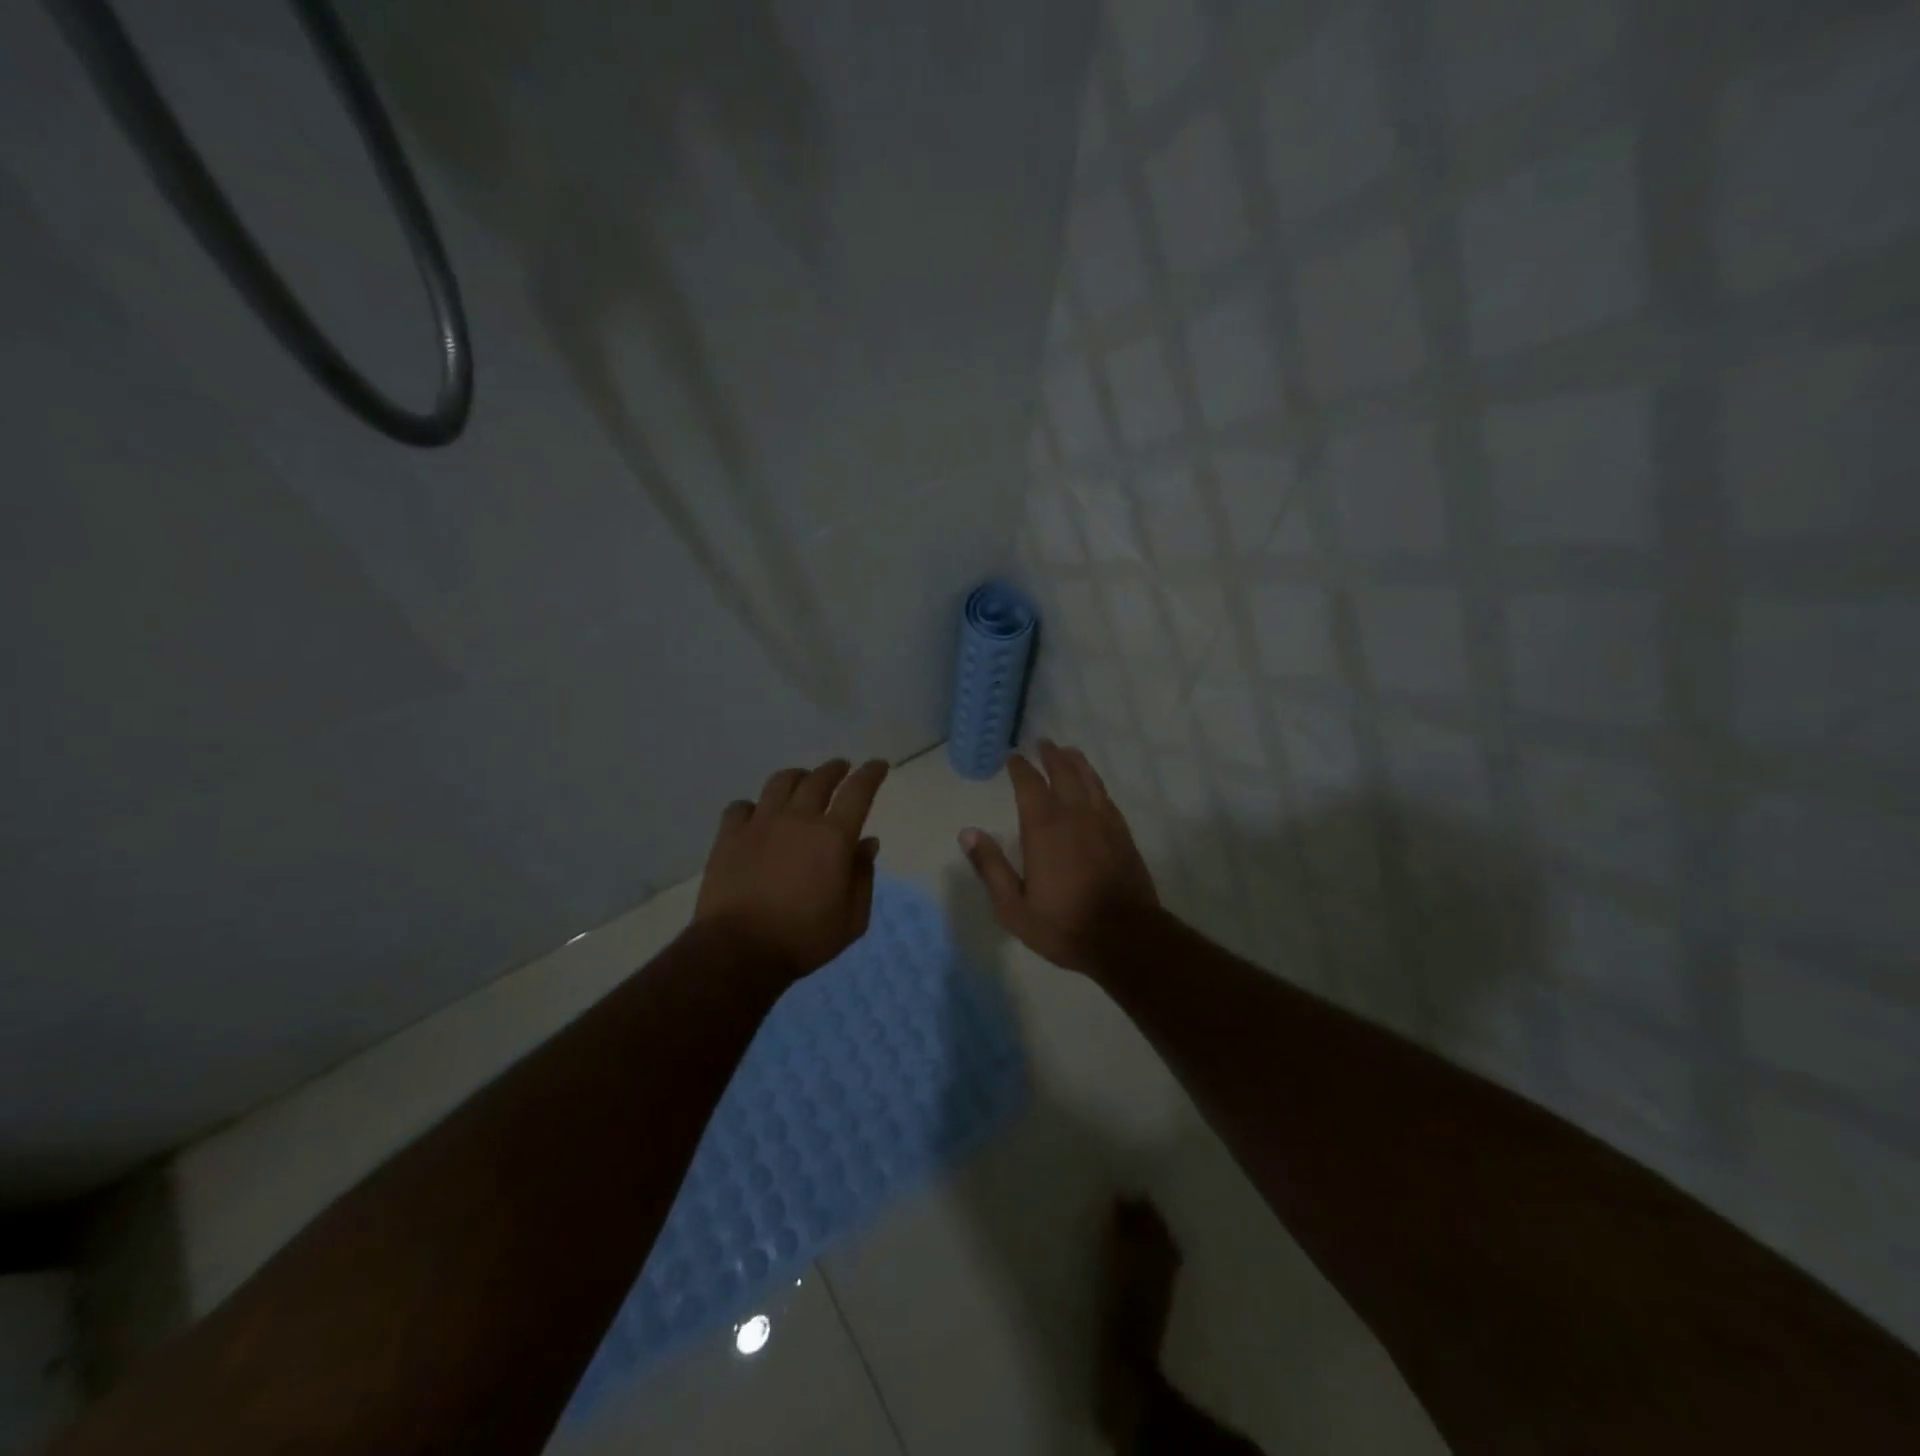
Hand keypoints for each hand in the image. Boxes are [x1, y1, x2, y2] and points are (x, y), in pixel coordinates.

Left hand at [694, 757, 889, 980]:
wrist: (739, 950)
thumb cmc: (804, 939)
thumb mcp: (852, 919)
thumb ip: (863, 877)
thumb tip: (867, 844)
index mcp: (834, 836)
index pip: (859, 791)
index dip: (871, 773)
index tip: (878, 765)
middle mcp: (798, 819)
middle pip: (819, 779)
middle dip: (835, 769)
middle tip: (841, 769)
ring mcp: (760, 823)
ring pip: (780, 782)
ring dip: (797, 777)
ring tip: (801, 781)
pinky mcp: (729, 835)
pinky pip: (741, 806)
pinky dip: (754, 806)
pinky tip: (756, 815)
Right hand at [959, 740, 1159, 973]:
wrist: (1126, 939)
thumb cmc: (1064, 926)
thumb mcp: (1014, 907)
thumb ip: (991, 867)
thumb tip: (967, 833)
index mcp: (1044, 829)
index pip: (1030, 785)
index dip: (1020, 768)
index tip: (1012, 757)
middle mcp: (1075, 816)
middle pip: (1064, 773)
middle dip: (1051, 756)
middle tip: (1043, 743)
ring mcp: (1104, 823)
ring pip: (1090, 781)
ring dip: (1077, 763)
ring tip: (1069, 752)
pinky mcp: (1123, 835)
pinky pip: (1107, 799)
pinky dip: (1096, 785)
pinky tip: (1093, 787)